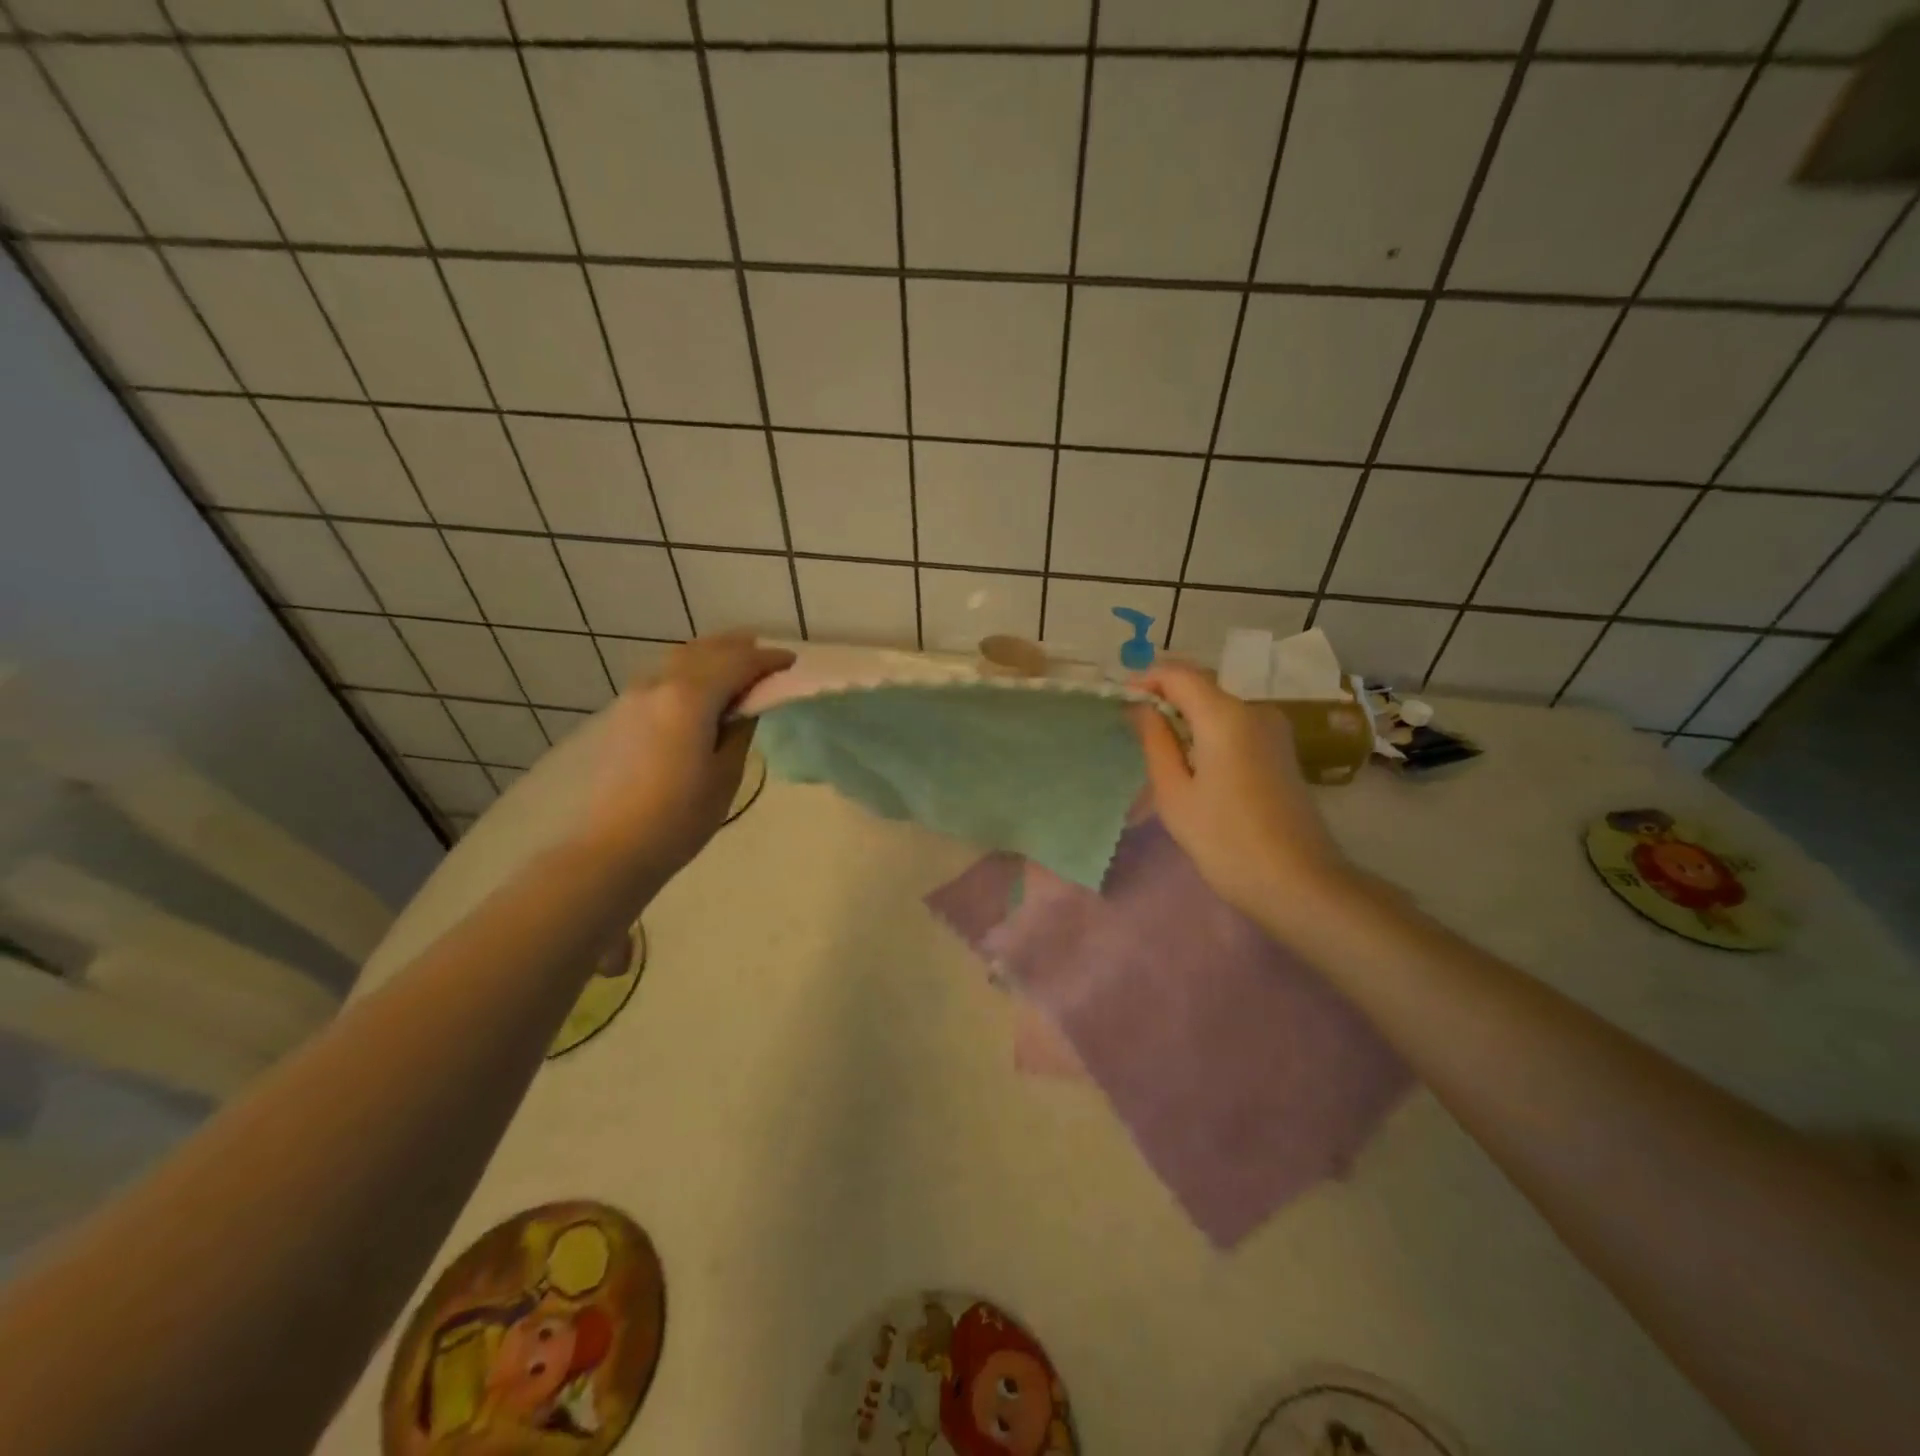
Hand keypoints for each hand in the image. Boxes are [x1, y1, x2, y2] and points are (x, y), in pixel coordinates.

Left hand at [574, 631, 793, 873]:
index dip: (767, 660)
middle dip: (739, 648)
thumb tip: (747, 706)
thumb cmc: (680, 816)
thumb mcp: (726, 773)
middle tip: (766, 656)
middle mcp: (659, 684)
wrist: (614, 847)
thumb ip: (740, 729)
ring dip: (712, 655)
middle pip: (705, 651)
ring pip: (680, 659)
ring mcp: (635, 696)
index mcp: (690, 697)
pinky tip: (701, 688)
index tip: (791, 662)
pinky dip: (690, 671)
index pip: (738, 663)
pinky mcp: (622, 714)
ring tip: (736, 664)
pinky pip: (664, 677)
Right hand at [1130, 661, 1352, 923]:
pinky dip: (1208, 732)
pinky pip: (1236, 725)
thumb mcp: (1174, 792)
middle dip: (1165, 697)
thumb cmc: (1224, 840)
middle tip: (1133, 728)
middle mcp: (1254, 710)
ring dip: (1187, 717)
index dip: (1146, 680)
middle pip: (1202, 686)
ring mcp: (1274, 729)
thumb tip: (1140, 707)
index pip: (1179, 674)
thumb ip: (1155, 741)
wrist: (1297, 882)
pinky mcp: (1281, 750)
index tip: (1120, 701)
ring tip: (1159, 750)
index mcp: (1225, 715)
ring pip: (1219, 706)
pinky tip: (1193, 764)